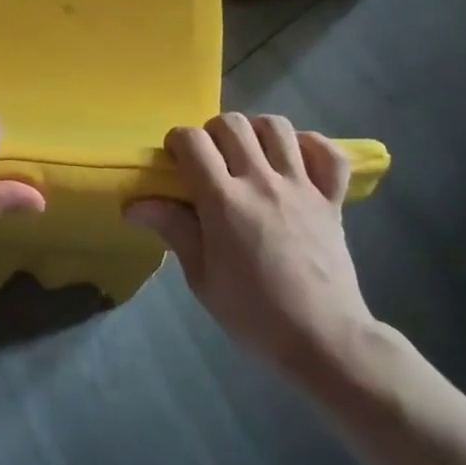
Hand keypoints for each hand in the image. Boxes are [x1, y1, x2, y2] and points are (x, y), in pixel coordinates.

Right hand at [126, 113, 379, 387]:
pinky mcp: (332, 199)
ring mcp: (301, 187)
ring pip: (276, 126)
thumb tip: (133, 205)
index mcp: (224, 201)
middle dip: (212, 133)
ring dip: (256, 132)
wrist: (324, 340)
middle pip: (232, 124)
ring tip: (249, 154)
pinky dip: (311, 146)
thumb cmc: (254, 313)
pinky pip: (328, 153)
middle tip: (210, 160)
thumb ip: (173, 229)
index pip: (192, 141)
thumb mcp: (201, 277)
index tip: (175, 161)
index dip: (177, 141)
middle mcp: (261, 182)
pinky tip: (295, 160)